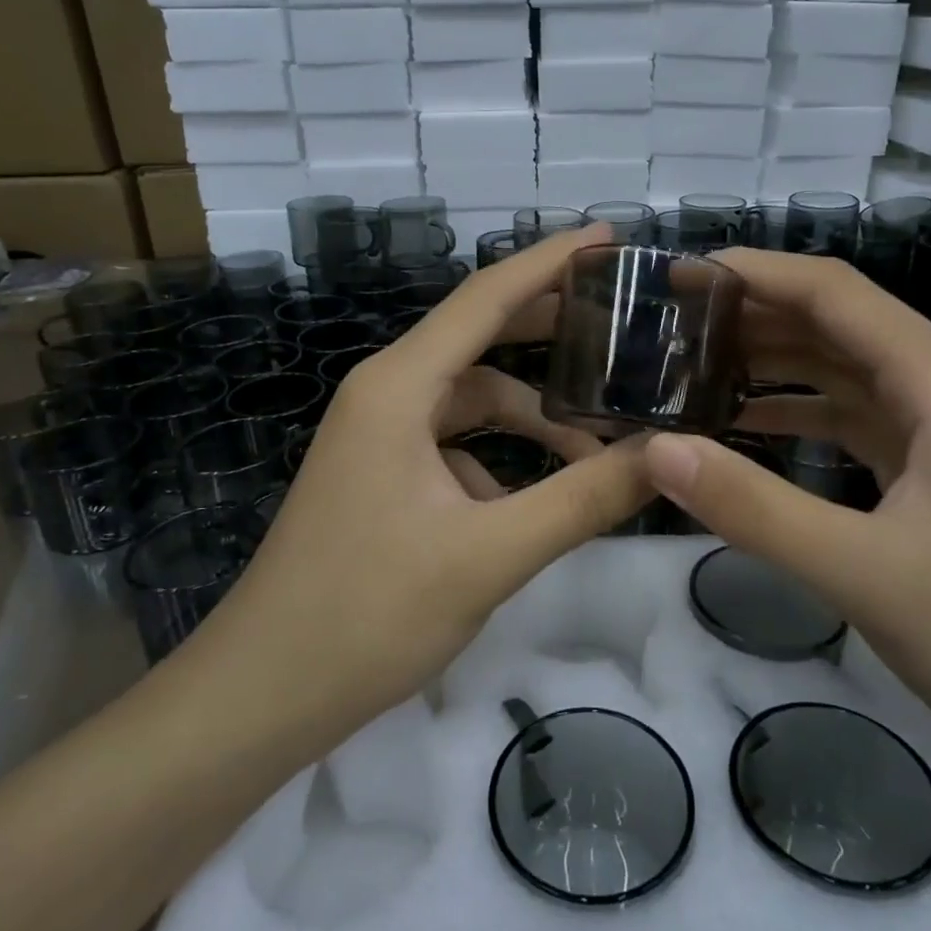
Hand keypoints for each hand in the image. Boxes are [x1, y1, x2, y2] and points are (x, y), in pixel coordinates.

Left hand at [188, 224, 652, 760]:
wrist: (263, 692)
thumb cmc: (367, 614)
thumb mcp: (490, 554)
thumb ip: (583, 499)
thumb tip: (668, 455)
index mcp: (399, 386)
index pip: (486, 297)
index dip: (550, 260)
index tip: (609, 238)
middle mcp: (387, 393)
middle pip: (481, 338)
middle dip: (551, 330)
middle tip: (625, 327)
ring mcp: (380, 435)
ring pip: (473, 401)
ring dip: (532, 416)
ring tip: (599, 446)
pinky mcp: (382, 474)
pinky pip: (456, 444)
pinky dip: (502, 459)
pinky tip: (536, 501)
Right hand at [643, 250, 930, 757]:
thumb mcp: (867, 573)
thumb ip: (757, 508)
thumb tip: (659, 450)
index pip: (831, 291)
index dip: (751, 273)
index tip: (674, 278)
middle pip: (831, 321)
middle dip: (748, 316)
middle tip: (663, 329)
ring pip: (837, 367)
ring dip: (767, 362)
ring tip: (686, 370)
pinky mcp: (929, 465)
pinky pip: (847, 415)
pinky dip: (793, 412)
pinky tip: (740, 426)